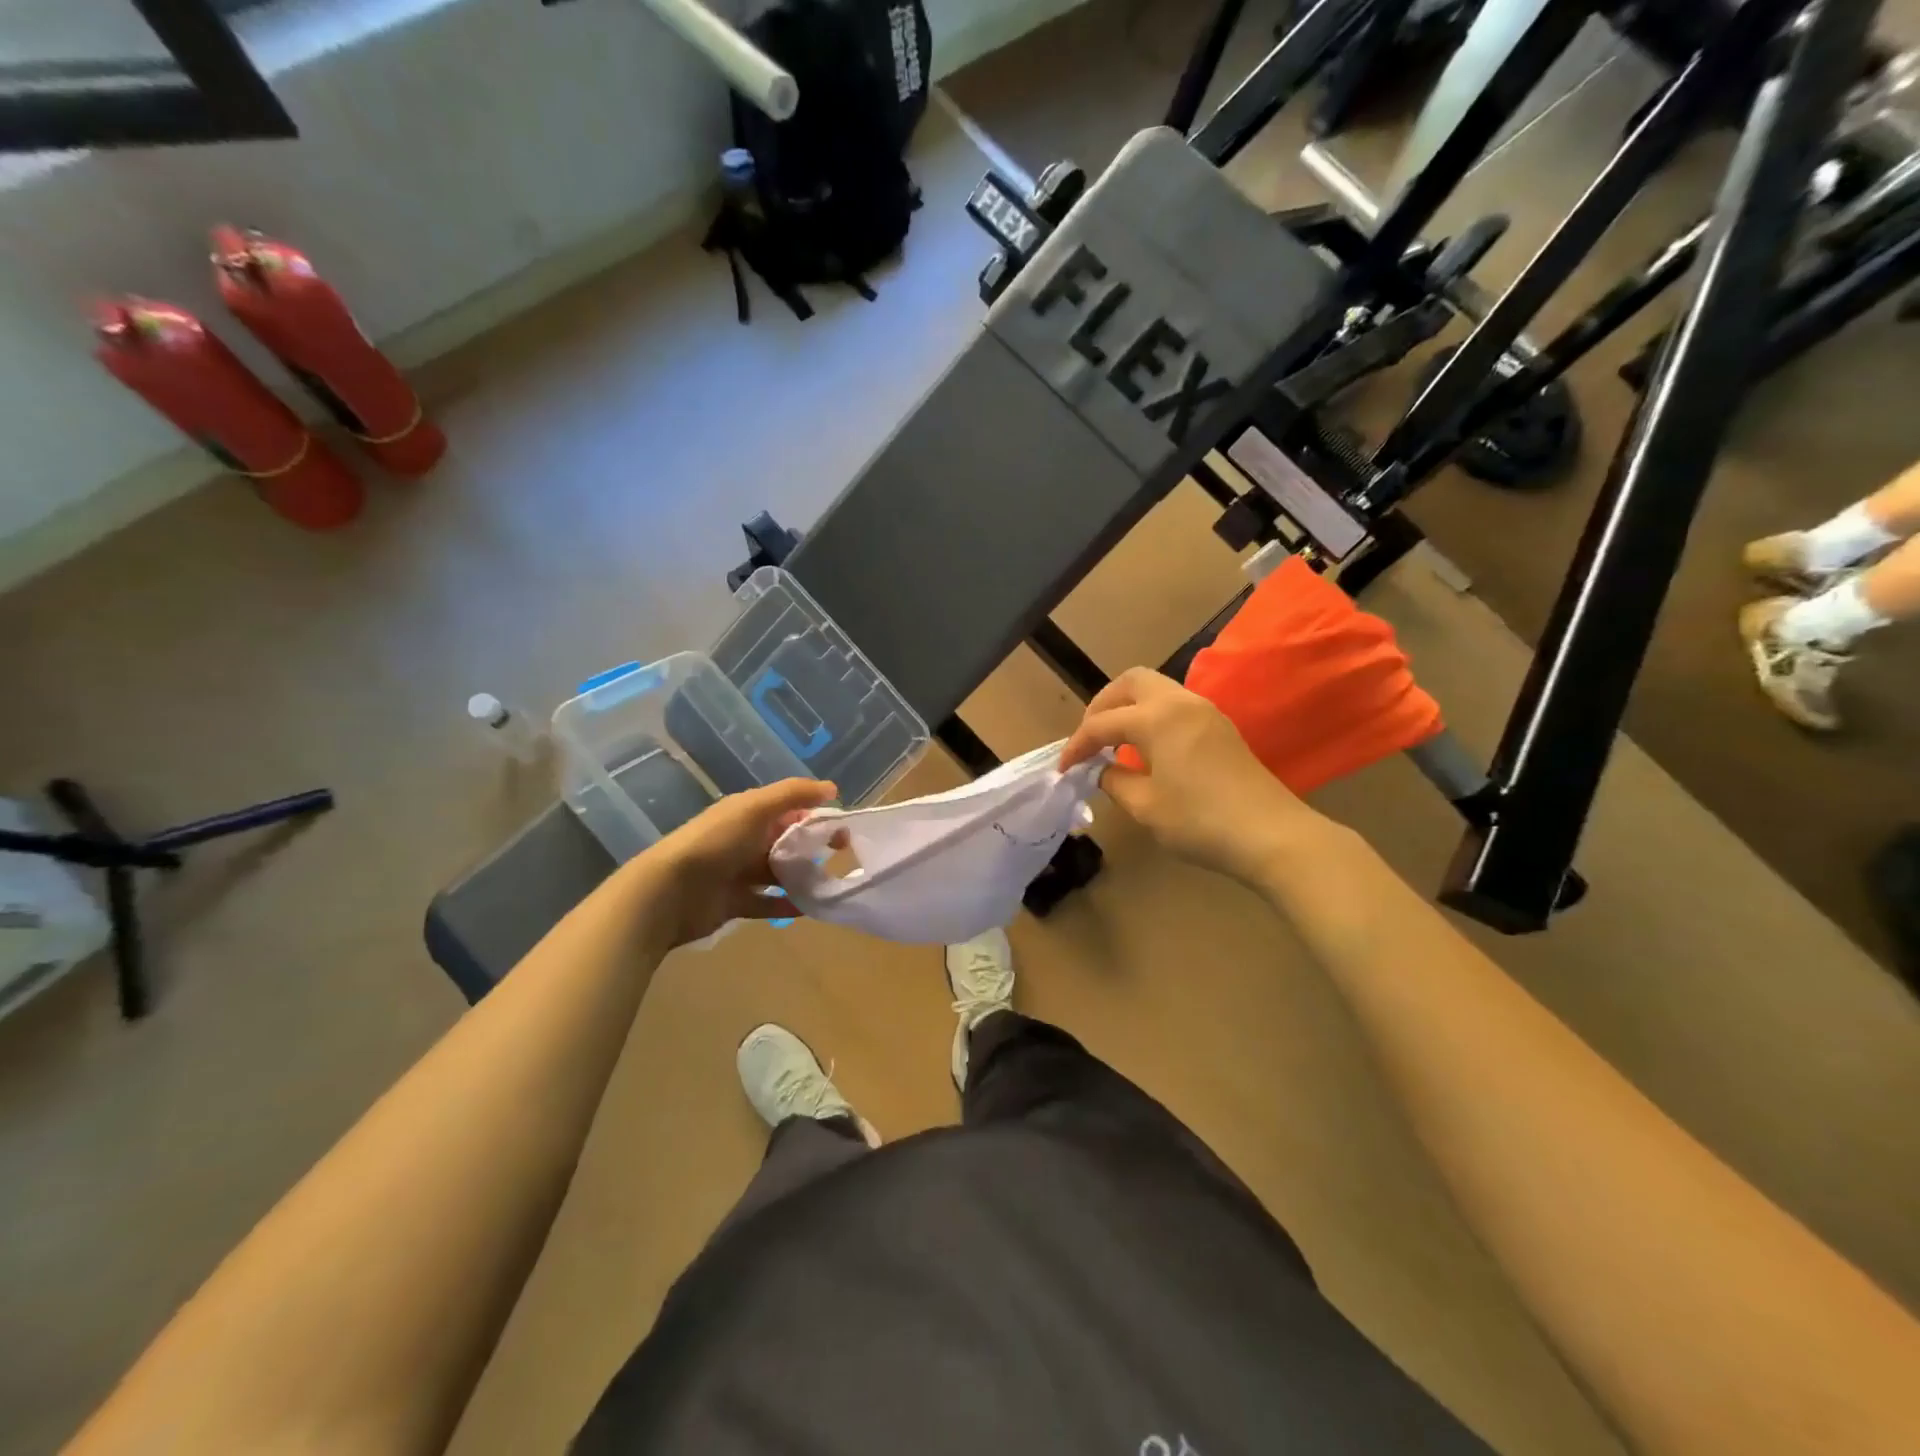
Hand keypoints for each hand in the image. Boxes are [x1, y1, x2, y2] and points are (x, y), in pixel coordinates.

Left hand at [640, 778, 837, 945]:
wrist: (669, 892)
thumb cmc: (715, 843)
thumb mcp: (755, 808)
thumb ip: (793, 794)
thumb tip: (832, 788)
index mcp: (749, 813)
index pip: (791, 810)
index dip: (818, 815)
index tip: (844, 829)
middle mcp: (745, 840)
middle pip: (788, 841)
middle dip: (814, 846)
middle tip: (842, 856)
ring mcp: (739, 873)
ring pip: (780, 872)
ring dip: (804, 876)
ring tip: (830, 883)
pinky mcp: (736, 903)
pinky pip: (769, 902)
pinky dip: (789, 904)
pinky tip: (811, 907)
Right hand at [1059, 668, 1320, 882]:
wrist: (1271, 835)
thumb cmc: (1201, 821)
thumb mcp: (1146, 806)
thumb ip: (1115, 781)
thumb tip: (1104, 770)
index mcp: (1157, 718)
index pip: (1102, 723)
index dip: (1078, 745)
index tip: (1064, 769)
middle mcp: (1180, 702)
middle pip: (1130, 682)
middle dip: (1102, 705)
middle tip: (1090, 738)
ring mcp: (1205, 711)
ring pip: (1156, 689)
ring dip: (1128, 707)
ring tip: (1113, 742)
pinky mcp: (1220, 727)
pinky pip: (1174, 705)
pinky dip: (1151, 716)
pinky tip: (1146, 748)